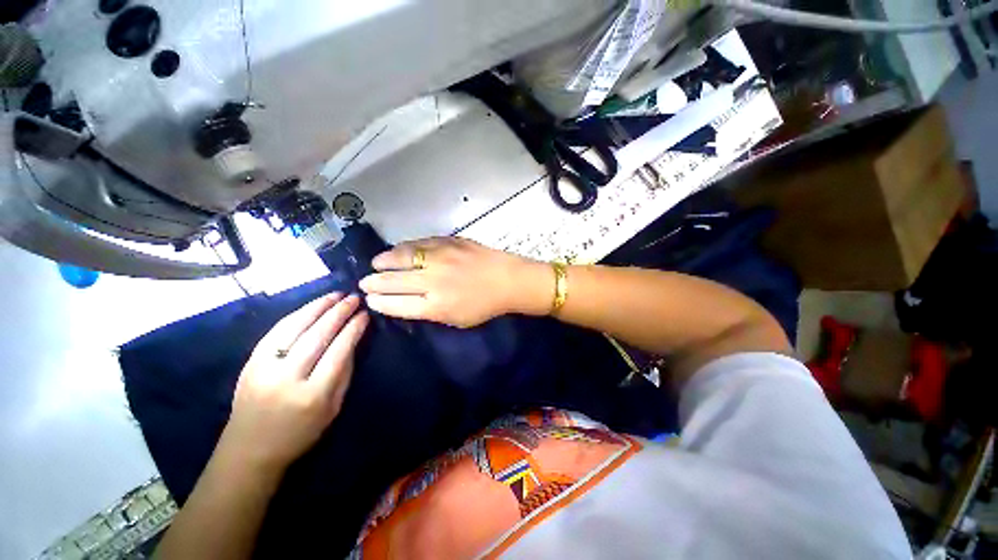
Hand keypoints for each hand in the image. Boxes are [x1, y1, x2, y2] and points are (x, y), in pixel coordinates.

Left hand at [221, 293, 368, 473]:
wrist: (248, 450)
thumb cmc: (300, 433)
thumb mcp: (333, 409)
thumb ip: (344, 373)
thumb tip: (352, 340)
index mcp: (314, 395)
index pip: (339, 351)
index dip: (353, 330)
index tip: (365, 315)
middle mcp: (288, 378)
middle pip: (318, 336)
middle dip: (339, 312)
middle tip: (354, 298)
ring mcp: (264, 368)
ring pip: (295, 328)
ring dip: (318, 307)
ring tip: (335, 294)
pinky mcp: (250, 363)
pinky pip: (276, 332)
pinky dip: (296, 315)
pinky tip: (310, 306)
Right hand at [358, 237, 551, 327]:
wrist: (508, 280)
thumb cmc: (485, 305)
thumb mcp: (457, 320)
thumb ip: (430, 312)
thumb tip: (406, 303)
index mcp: (436, 306)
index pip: (396, 304)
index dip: (379, 302)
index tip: (370, 299)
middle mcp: (433, 282)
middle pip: (393, 282)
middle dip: (373, 283)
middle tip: (364, 282)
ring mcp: (439, 259)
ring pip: (400, 258)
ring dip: (383, 262)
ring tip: (376, 264)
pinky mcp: (447, 242)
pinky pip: (418, 243)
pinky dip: (403, 248)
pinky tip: (398, 251)